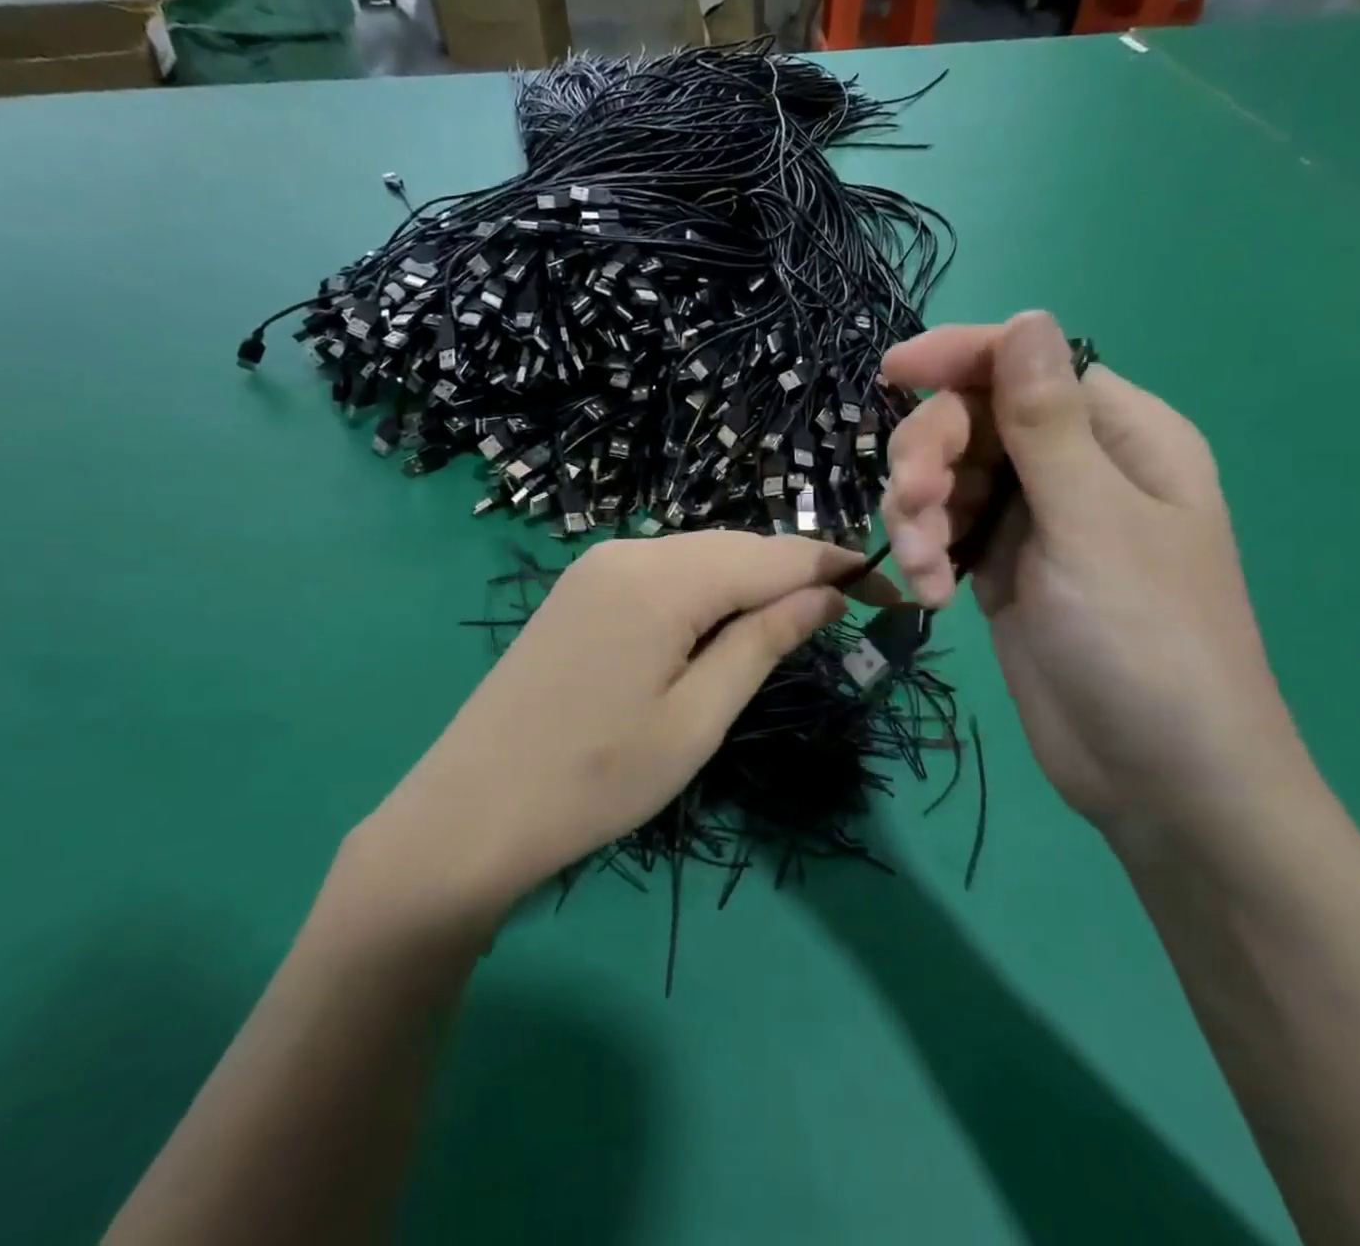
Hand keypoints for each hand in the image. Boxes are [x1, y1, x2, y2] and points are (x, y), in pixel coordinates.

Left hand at [357, 532, 891, 922]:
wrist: (470, 813)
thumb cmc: (596, 781)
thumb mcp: (698, 718)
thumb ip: (764, 642)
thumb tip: (826, 593)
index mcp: (663, 579)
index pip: (775, 555)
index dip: (838, 567)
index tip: (890, 591)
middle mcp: (629, 550)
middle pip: (737, 546)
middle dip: (796, 572)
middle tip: (847, 613)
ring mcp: (598, 564)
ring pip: (701, 555)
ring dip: (752, 580)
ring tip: (793, 622)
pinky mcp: (581, 586)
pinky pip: (665, 570)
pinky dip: (707, 588)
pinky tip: (721, 622)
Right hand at [882, 310, 1303, 833]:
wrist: (1156, 776)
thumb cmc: (1146, 640)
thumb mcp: (1092, 523)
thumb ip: (1047, 423)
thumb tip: (1027, 318)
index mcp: (1121, 437)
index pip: (1028, 365)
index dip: (960, 357)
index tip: (893, 374)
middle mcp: (1075, 468)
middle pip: (974, 422)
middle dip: (931, 458)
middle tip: (915, 506)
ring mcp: (1035, 521)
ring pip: (949, 478)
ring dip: (922, 513)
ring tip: (928, 567)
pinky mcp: (1002, 568)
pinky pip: (947, 531)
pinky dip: (929, 553)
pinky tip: (933, 595)